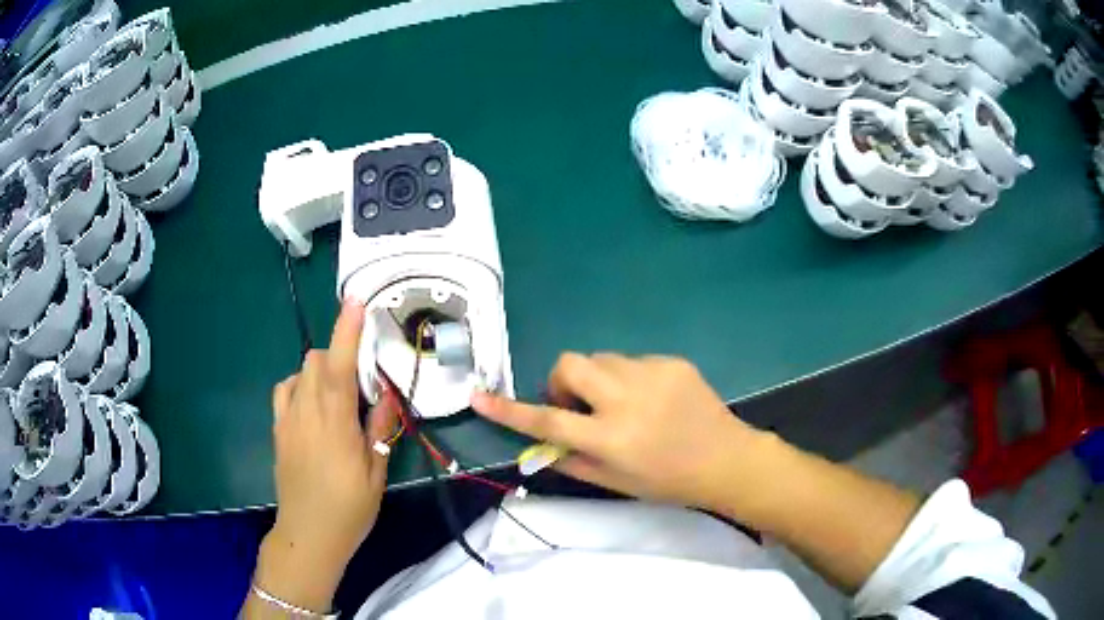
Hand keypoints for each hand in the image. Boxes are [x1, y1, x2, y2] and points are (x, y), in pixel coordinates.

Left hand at [269, 300, 397, 568]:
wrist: (309, 533)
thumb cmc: (349, 508)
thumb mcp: (376, 473)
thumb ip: (379, 429)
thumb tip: (387, 393)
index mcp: (335, 424)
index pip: (340, 368)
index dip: (347, 332)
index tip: (356, 302)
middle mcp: (306, 413)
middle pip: (316, 361)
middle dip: (339, 354)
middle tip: (361, 380)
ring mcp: (287, 420)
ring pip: (300, 371)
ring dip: (320, 369)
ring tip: (338, 393)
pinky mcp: (278, 429)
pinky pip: (285, 390)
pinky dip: (301, 384)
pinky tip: (313, 404)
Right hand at [471, 353, 765, 511]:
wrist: (726, 459)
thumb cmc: (667, 481)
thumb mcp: (615, 482)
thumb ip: (572, 461)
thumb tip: (540, 442)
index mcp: (611, 438)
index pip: (547, 421)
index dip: (509, 410)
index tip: (479, 397)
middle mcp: (627, 401)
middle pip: (571, 364)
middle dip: (564, 381)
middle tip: (579, 404)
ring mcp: (653, 375)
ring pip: (601, 359)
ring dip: (598, 379)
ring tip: (621, 404)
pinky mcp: (672, 362)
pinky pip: (632, 361)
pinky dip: (628, 378)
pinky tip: (652, 399)